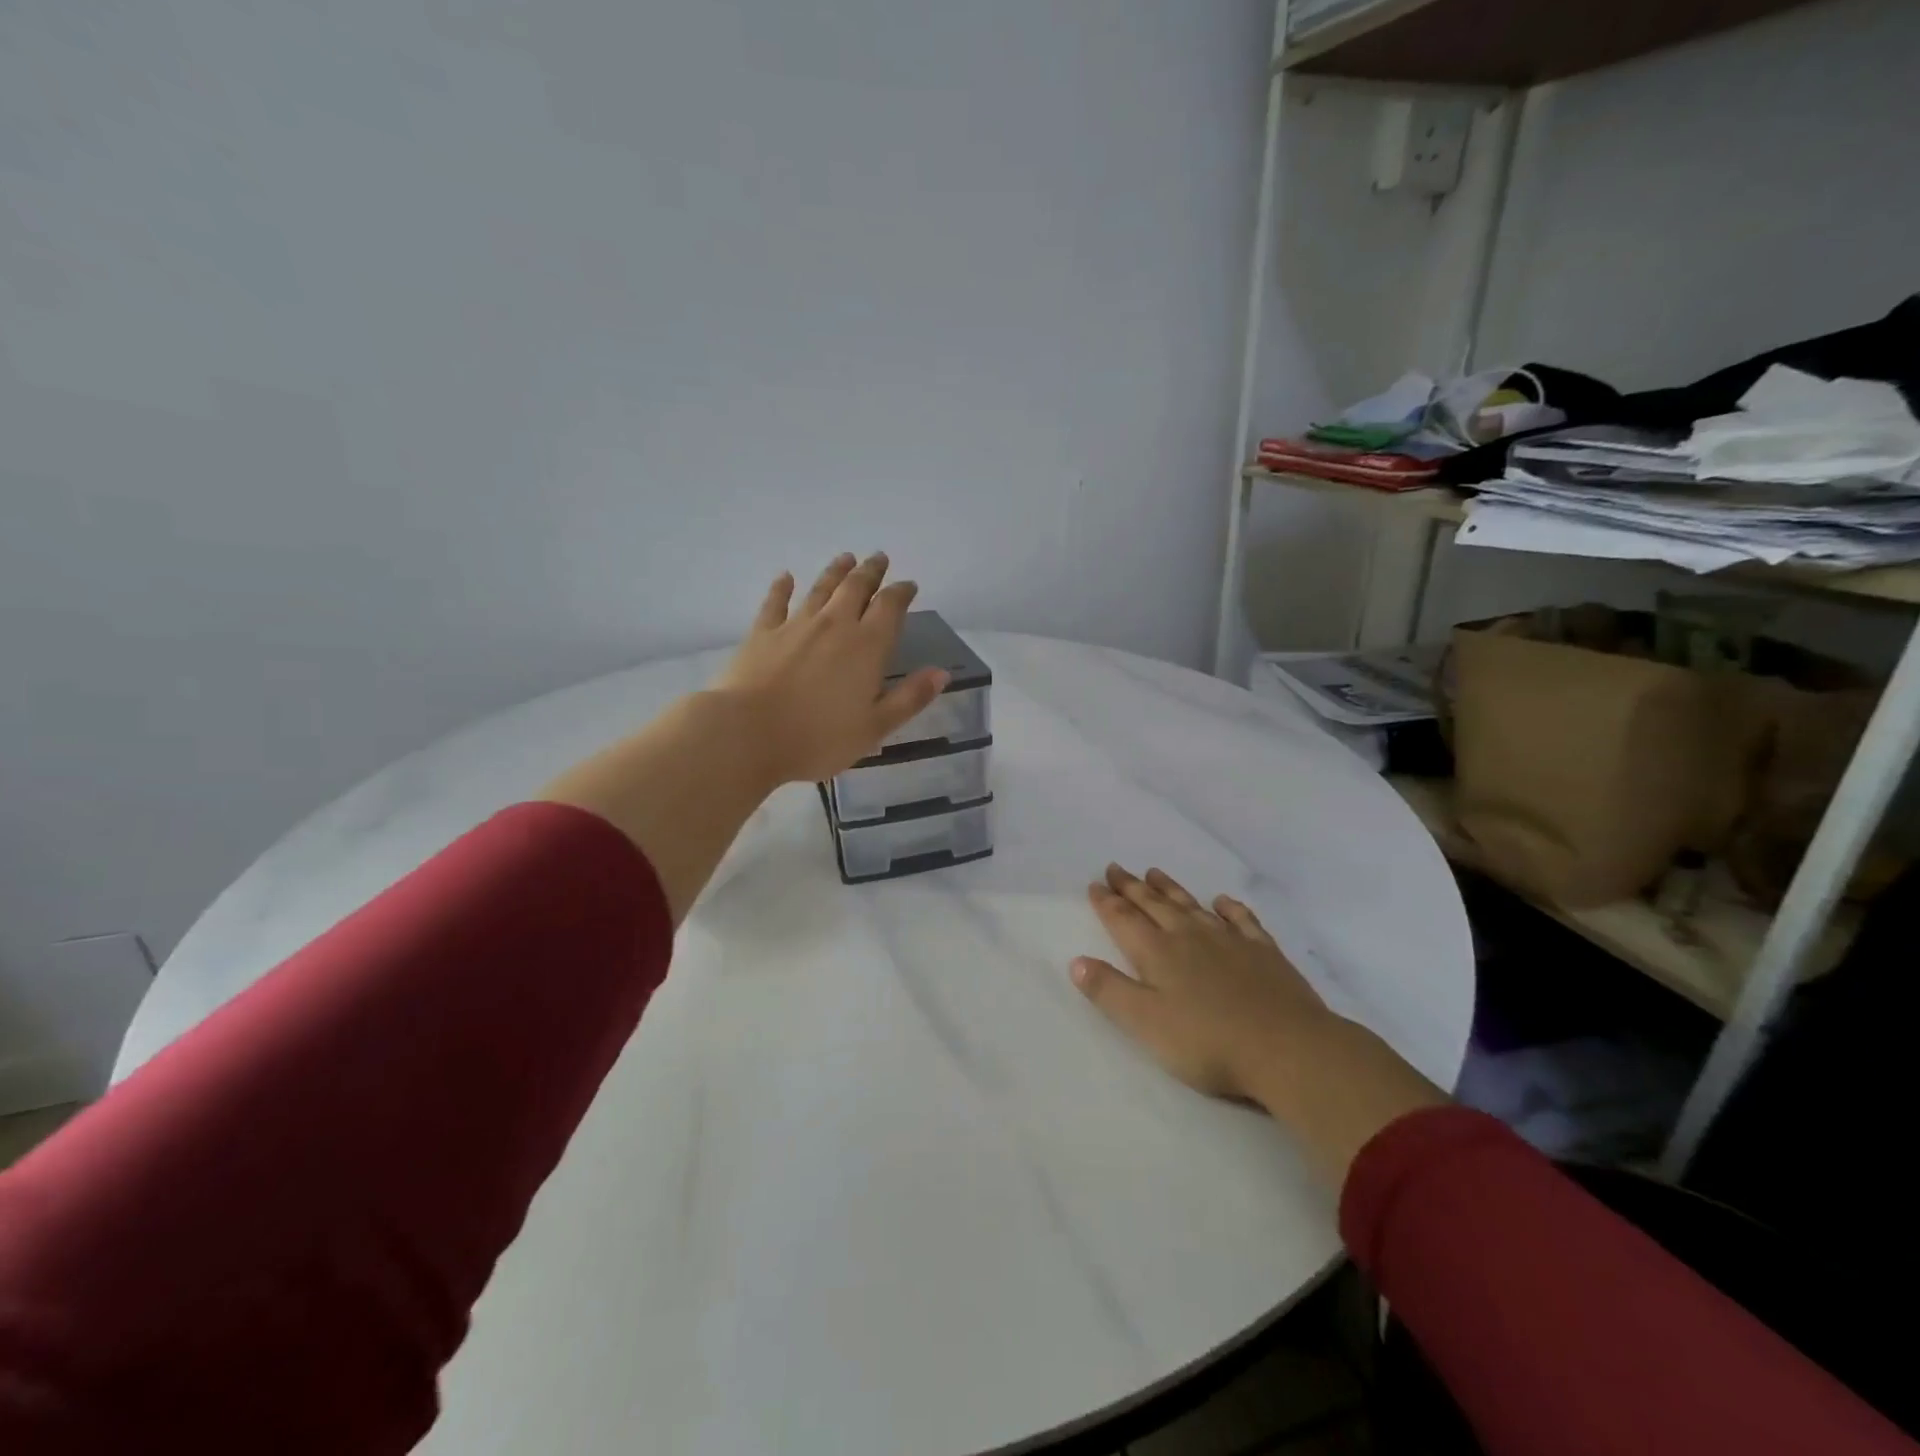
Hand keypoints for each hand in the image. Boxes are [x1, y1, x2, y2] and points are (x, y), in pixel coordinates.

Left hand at [712, 552, 948, 784]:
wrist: (747, 734)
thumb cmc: (818, 737)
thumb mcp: (875, 727)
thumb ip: (910, 698)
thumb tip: (942, 672)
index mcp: (867, 646)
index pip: (890, 607)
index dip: (901, 593)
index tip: (908, 585)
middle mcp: (834, 625)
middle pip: (856, 588)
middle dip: (871, 571)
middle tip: (879, 558)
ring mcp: (795, 625)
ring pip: (820, 588)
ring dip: (836, 571)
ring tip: (846, 557)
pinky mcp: (762, 633)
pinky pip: (775, 602)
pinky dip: (782, 587)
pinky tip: (786, 577)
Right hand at [1072, 864, 1330, 1100]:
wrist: (1287, 1048)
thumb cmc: (1208, 1042)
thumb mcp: (1145, 1023)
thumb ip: (1109, 991)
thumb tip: (1077, 961)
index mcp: (1157, 953)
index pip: (1124, 920)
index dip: (1106, 902)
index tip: (1094, 884)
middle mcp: (1189, 936)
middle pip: (1154, 905)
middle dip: (1132, 887)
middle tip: (1116, 868)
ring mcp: (1229, 940)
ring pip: (1191, 905)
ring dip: (1170, 889)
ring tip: (1154, 872)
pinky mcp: (1263, 951)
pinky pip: (1241, 919)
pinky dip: (1228, 907)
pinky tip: (1222, 901)